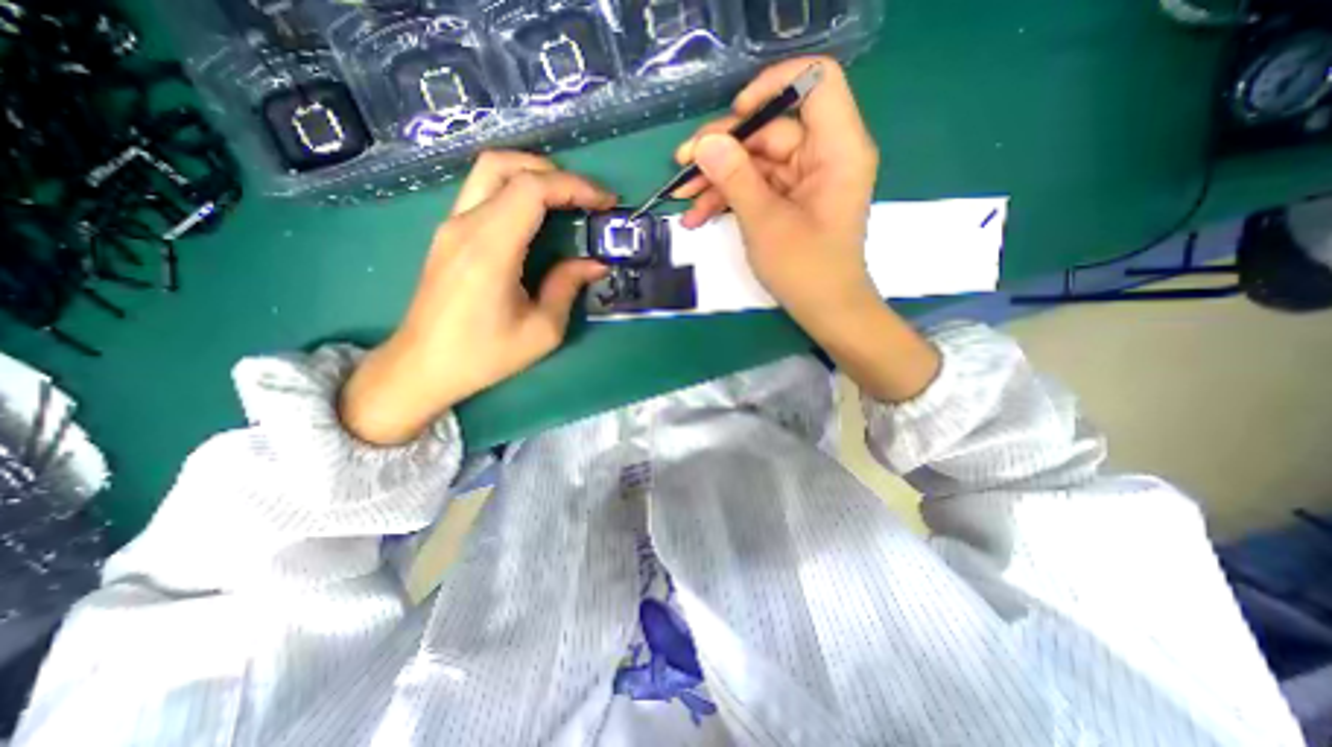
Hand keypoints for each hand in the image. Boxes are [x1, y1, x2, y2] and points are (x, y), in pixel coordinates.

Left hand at [338, 151, 614, 444]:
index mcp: (490, 250)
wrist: (423, 366)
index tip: (606, 202)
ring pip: (489, 171)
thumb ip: (568, 287)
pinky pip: (483, 192)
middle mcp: (465, 225)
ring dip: (532, 175)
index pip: (532, 189)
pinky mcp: (448, 234)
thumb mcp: (541, 331)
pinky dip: (516, 190)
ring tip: (567, 200)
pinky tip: (538, 216)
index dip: (575, 186)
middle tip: (586, 197)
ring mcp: (451, 226)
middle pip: (504, 164)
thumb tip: (595, 264)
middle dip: (554, 171)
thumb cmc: (484, 355)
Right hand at [677, 59, 935, 400]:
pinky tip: (698, 216)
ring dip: (718, 179)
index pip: (813, 81)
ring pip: (756, 162)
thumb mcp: (765, 222)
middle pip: (770, 129)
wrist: (825, 311)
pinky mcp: (791, 200)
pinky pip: (757, 186)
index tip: (733, 118)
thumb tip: (704, 143)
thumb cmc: (805, 270)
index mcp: (837, 148)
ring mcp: (806, 180)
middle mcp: (825, 155)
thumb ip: (735, 178)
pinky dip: (729, 199)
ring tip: (682, 199)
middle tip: (682, 167)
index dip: (770, 88)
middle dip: (723, 149)